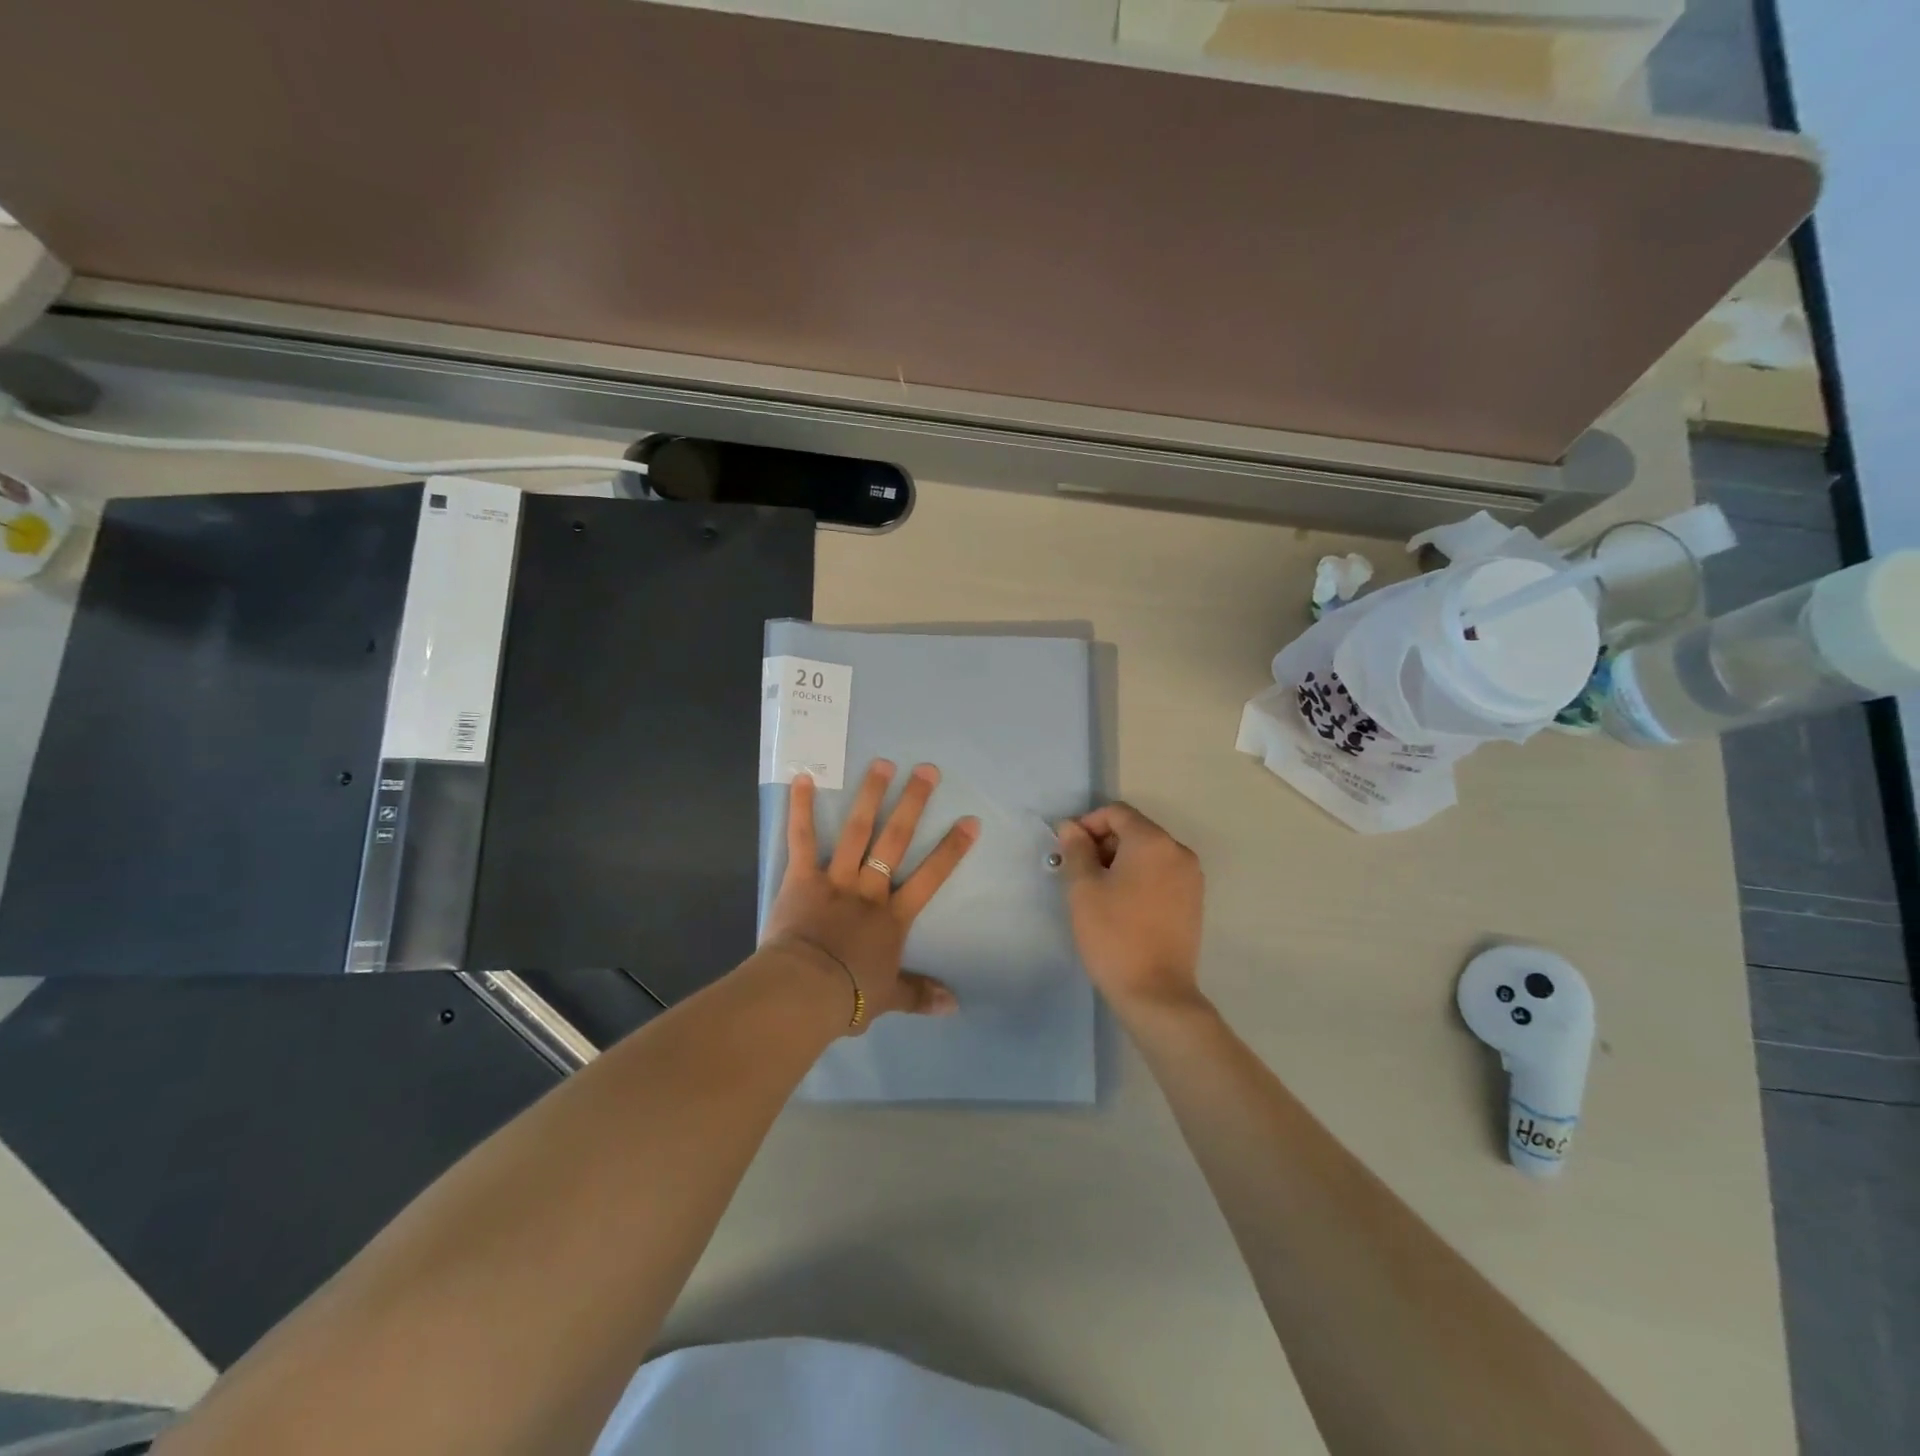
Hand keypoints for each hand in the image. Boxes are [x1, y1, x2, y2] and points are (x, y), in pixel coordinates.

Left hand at [762, 760, 979, 1032]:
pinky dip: (801, 809)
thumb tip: (954, 1005)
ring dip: (870, 796)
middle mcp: (869, 889)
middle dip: (913, 804)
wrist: (803, 992)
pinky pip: (802, 839)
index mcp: (892, 917)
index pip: (930, 878)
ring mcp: (835, 879)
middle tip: (927, 771)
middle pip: (895, 841)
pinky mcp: (801, 878)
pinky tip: (803, 777)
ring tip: (882, 764)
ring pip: (856, 831)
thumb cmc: (848, 997)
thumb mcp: (888, 998)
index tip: (969, 821)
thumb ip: (920, 995)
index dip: (951, 849)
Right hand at [1055, 803, 1204, 1013]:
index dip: (1088, 824)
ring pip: (1148, 853)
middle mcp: (1178, 851)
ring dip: (1120, 861)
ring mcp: (1191, 877)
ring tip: (1097, 891)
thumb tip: (1070, 827)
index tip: (1068, 850)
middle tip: (1078, 873)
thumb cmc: (1114, 934)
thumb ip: (1076, 850)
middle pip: (1135, 830)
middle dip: (1103, 843)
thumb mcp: (1084, 889)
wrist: (1155, 992)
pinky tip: (1122, 905)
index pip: (1117, 813)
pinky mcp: (1193, 901)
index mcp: (1153, 842)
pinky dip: (1139, 878)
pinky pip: (1161, 874)